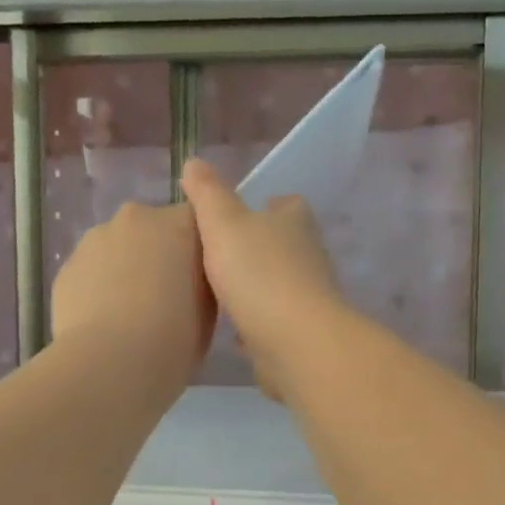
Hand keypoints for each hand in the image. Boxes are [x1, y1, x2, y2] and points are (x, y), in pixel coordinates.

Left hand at [50, 201, 215, 396]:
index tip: (198, 279)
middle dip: (158, 254)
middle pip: (152, 229)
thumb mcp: (209, 310)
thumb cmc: (174, 337)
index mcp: (179, 224)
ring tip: (129, 314)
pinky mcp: (66, 267)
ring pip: (117, 248)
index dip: (197, 250)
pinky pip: (91, 272)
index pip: (196, 221)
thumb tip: (188, 279)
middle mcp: (135, 218)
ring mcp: (95, 239)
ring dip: (125, 270)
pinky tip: (103, 323)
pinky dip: (98, 289)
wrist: (111, 365)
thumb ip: (200, 281)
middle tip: (164, 297)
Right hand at [180, 159, 348, 399]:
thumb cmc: (258, 273)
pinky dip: (257, 325)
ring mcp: (309, 296)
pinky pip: (274, 323)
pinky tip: (233, 334)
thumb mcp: (223, 223)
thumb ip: (208, 194)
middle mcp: (309, 255)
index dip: (262, 207)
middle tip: (216, 257)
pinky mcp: (302, 333)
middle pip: (281, 245)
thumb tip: (194, 162)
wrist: (295, 342)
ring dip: (255, 289)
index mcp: (295, 222)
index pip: (285, 204)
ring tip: (219, 294)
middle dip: (255, 250)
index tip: (233, 218)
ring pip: (278, 285)